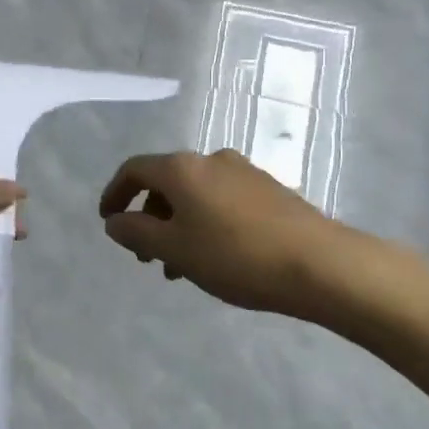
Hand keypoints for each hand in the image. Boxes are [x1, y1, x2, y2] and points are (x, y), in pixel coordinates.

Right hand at [99, 148, 428, 326]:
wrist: (320, 264)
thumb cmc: (235, 256)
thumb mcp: (176, 249)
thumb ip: (137, 232)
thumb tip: (115, 222)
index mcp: (183, 168)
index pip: (134, 170)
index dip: (115, 194)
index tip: (108, 221)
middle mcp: (211, 159)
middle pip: (165, 182)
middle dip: (148, 217)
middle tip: (144, 255)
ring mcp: (243, 172)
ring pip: (195, 195)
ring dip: (177, 226)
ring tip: (178, 268)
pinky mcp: (269, 190)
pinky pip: (221, 201)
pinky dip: (204, 223)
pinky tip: (213, 258)